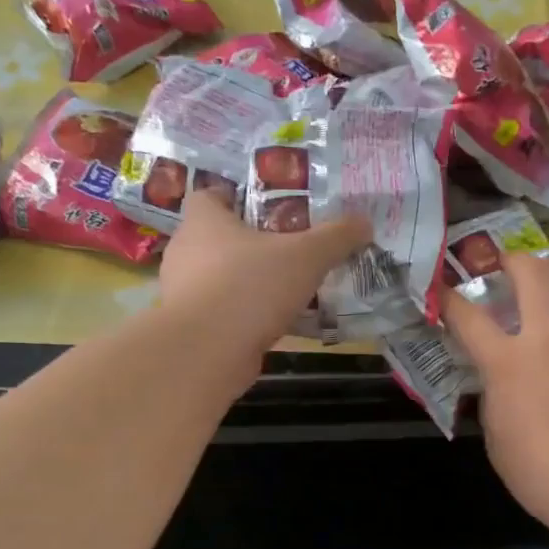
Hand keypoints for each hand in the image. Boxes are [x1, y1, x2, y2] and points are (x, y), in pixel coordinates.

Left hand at [157, 189, 370, 366]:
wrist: (205, 352)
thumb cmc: (250, 287)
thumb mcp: (305, 256)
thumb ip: (336, 237)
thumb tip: (364, 222)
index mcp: (203, 221)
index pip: (209, 196)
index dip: (235, 198)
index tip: (266, 211)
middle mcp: (186, 252)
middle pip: (218, 239)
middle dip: (249, 245)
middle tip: (287, 251)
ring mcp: (184, 293)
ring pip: (220, 279)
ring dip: (247, 284)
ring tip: (285, 291)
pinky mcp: (191, 329)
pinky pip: (222, 313)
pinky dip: (243, 316)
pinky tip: (273, 325)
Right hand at [444, 251, 548, 530]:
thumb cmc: (543, 475)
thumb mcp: (497, 439)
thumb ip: (495, 398)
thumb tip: (500, 381)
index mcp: (509, 362)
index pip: (468, 316)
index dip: (449, 299)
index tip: (442, 291)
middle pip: (532, 272)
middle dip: (513, 260)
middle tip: (508, 268)